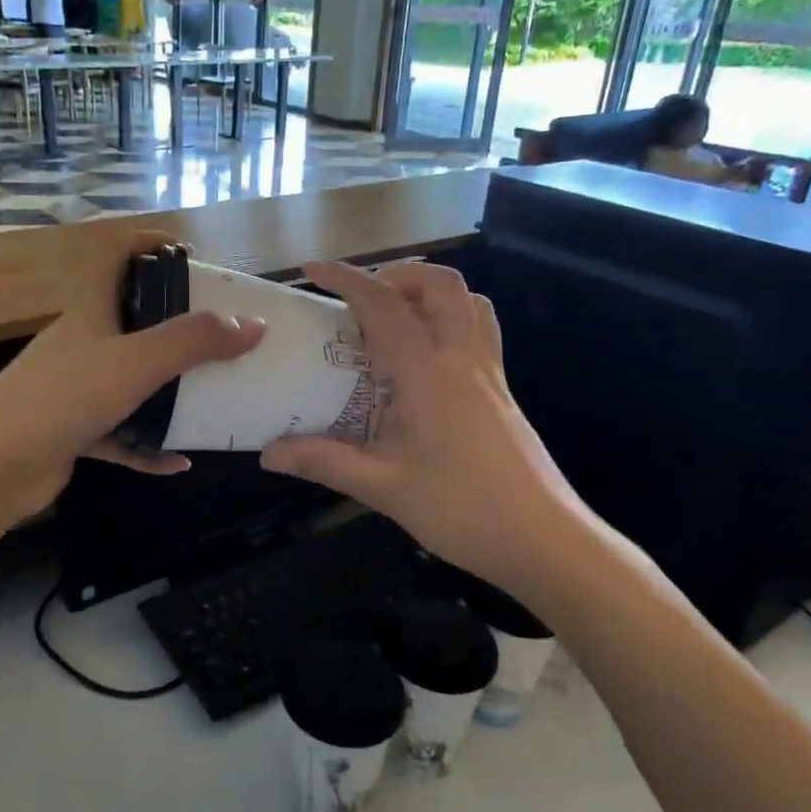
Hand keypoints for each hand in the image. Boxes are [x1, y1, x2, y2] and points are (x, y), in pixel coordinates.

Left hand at [0, 230, 265, 526]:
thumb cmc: (64, 397)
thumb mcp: (137, 361)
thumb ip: (195, 340)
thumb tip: (254, 324)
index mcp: (92, 311)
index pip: (116, 257)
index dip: (149, 244)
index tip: (193, 255)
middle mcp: (83, 345)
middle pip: (134, 323)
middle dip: (178, 330)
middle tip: (223, 340)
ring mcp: (76, 391)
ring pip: (132, 384)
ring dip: (170, 395)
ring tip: (213, 401)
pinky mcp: (73, 433)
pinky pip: (121, 435)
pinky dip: (148, 448)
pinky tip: (178, 463)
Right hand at [260, 260, 600, 601]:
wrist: (542, 539)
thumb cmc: (461, 510)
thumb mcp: (384, 488)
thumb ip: (325, 462)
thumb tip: (268, 453)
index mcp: (428, 374)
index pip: (383, 305)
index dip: (344, 280)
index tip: (311, 272)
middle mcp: (463, 358)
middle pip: (438, 284)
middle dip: (395, 275)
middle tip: (360, 300)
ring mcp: (489, 371)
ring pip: (468, 300)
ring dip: (429, 291)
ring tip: (395, 317)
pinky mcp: (503, 389)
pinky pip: (480, 329)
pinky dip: (452, 318)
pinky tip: (427, 356)